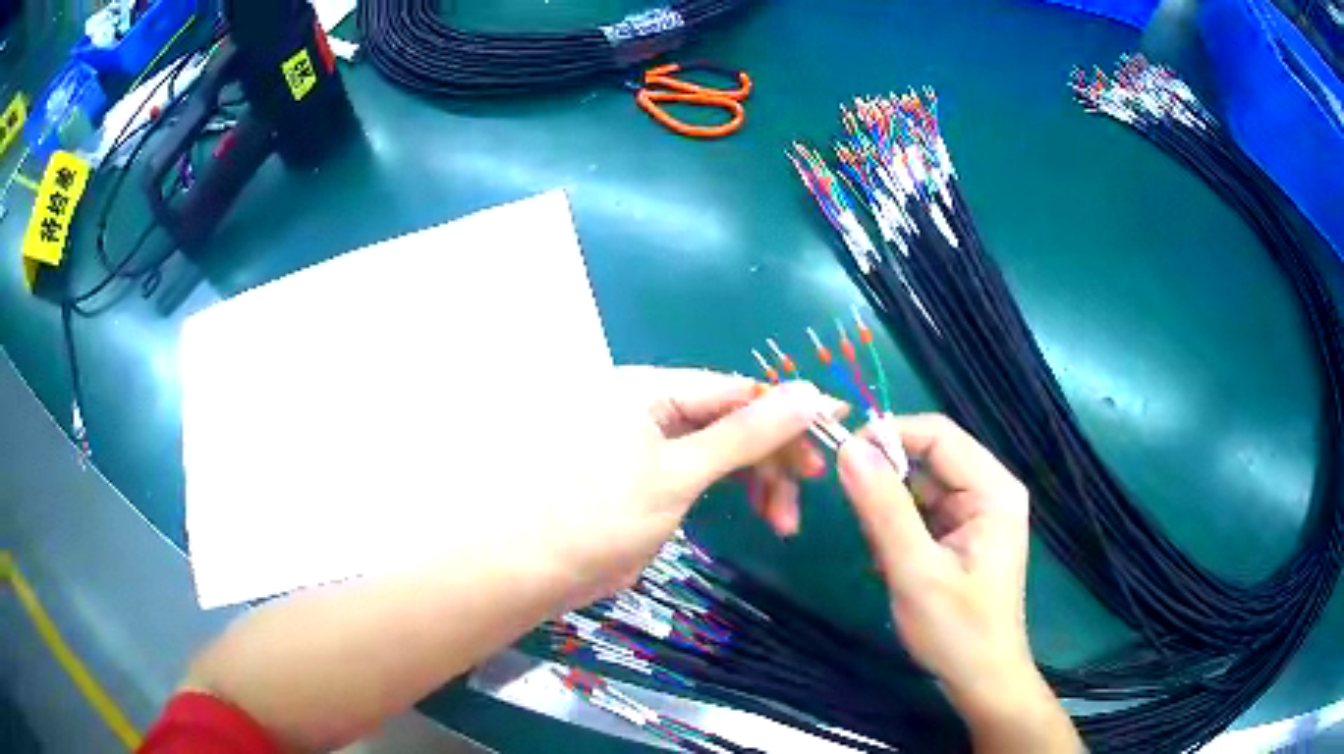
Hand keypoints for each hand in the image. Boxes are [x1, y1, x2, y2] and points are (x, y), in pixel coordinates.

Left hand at [542, 366, 842, 606]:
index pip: (738, 389)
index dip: (790, 409)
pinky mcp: (641, 479)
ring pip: (718, 451)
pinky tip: (748, 513)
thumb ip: (746, 434)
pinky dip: (727, 493)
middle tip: (802, 500)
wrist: (525, 570)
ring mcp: (643, 445)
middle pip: (730, 421)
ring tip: (780, 523)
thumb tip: (809, 391)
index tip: (837, 430)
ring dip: (755, 481)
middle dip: (772, 458)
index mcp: (651, 389)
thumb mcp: (680, 473)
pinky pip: (698, 472)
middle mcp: (647, 407)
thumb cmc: (597, 517)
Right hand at [838, 414, 1080, 752]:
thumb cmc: (956, 630)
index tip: (841, 456)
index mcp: (993, 489)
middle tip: (856, 517)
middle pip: (929, 458)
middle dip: (887, 481)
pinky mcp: (961, 533)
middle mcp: (989, 490)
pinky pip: (921, 511)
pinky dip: (897, 529)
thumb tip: (849, 449)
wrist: (980, 680)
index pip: (938, 435)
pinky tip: (890, 561)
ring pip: (920, 486)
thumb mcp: (915, 571)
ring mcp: (976, 512)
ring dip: (889, 510)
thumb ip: (884, 509)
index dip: (888, 435)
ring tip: (879, 552)